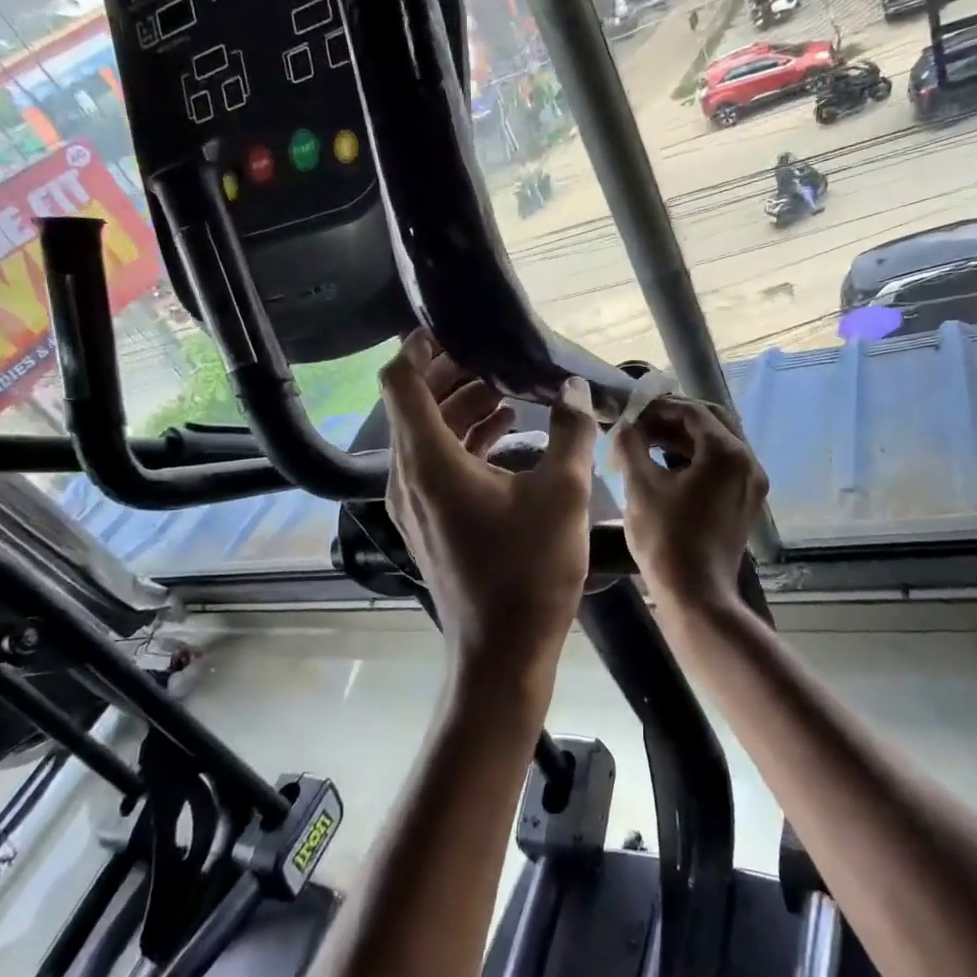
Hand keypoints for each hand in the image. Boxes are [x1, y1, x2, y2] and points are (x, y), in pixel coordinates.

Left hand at [382, 331, 597, 690]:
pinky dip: (464, 440)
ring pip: (426, 435)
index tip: (452, 325)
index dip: (419, 345)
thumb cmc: (530, 571)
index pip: (401, 381)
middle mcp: (408, 476)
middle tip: (493, 352)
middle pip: (413, 404)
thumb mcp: (562, 493)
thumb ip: (571, 431)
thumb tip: (575, 388)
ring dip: (461, 407)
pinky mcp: (428, 522)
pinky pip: (435, 464)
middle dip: (450, 373)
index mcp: (428, 461)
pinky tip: (507, 433)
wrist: (503, 651)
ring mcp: (414, 503)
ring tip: (507, 388)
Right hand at [611, 396, 767, 612]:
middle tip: (642, 422)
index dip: (659, 407)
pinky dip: (697, 457)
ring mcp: (751, 483)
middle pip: (712, 420)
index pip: (692, 411)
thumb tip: (624, 427)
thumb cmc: (666, 540)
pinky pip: (723, 465)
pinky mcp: (746, 501)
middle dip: (675, 417)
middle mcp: (748, 461)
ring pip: (719, 442)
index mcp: (726, 452)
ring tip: (649, 441)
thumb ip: (630, 446)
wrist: (696, 596)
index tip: (631, 413)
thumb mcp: (640, 488)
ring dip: (685, 436)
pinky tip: (668, 464)